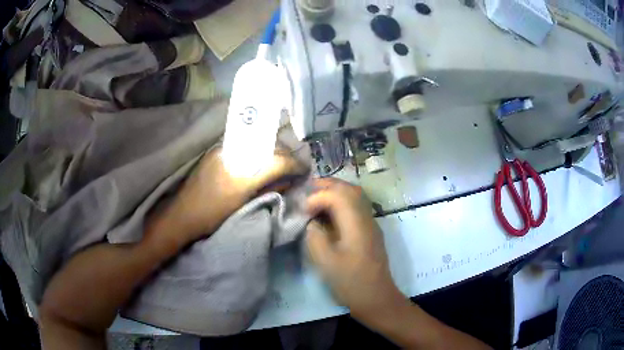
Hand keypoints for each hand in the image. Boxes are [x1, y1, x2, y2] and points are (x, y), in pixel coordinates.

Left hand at [153, 147, 306, 244]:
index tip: (305, 169)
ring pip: (256, 142)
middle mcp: (234, 152)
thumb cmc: (212, 216)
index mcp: (242, 173)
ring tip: (279, 162)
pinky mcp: (216, 150)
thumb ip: (268, 190)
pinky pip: (243, 144)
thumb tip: (288, 181)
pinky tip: (258, 160)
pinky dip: (256, 151)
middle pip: (268, 146)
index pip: (277, 160)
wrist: (181, 215)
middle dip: (286, 154)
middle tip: (294, 165)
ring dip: (271, 150)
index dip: (295, 164)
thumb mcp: (243, 206)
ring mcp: (223, 148)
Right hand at [305, 178, 403, 321]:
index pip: (338, 196)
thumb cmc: (350, 282)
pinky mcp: (371, 231)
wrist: (376, 297)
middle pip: (350, 190)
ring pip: (356, 196)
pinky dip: (342, 202)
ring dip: (336, 191)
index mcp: (356, 224)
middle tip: (307, 189)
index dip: (317, 197)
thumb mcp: (326, 261)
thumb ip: (315, 235)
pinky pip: (357, 207)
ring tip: (317, 195)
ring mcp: (371, 224)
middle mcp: (367, 218)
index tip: (303, 210)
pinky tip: (330, 211)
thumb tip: (312, 221)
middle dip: (328, 186)